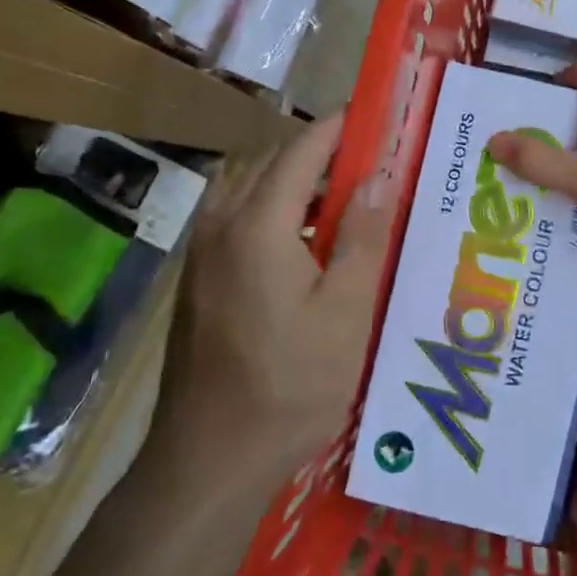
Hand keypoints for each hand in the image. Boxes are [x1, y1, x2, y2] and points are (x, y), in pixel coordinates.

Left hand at [181, 115, 392, 461]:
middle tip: (372, 168)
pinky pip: (240, 224)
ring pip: (253, 194)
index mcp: (257, 225)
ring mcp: (202, 255)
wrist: (208, 459)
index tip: (374, 115)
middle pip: (273, 167)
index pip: (301, 151)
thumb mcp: (346, 314)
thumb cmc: (288, 387)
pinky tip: (307, 252)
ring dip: (297, 188)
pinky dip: (276, 217)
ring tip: (346, 208)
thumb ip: (363, 239)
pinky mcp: (198, 281)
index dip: (338, 128)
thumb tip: (378, 176)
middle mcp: (220, 226)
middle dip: (320, 157)